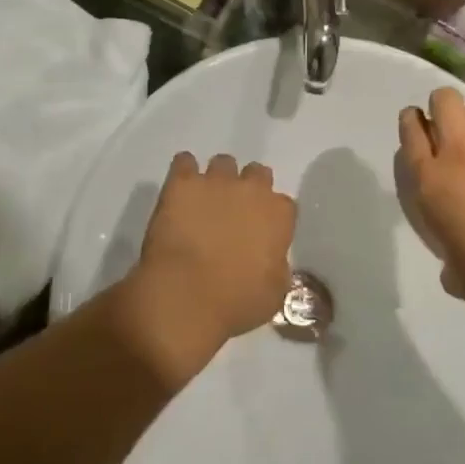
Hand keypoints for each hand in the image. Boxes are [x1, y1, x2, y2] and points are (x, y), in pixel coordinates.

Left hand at [118, 152, 296, 383]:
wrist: (185, 295)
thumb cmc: (235, 302)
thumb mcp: (274, 292)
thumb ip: (278, 265)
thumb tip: (271, 257)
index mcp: (278, 215)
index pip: (284, 205)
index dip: (272, 217)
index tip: (261, 232)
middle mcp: (251, 190)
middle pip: (257, 173)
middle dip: (248, 188)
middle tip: (233, 212)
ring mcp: (216, 181)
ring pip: (223, 163)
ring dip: (217, 179)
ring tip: (204, 200)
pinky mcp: (182, 182)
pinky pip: (185, 161)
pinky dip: (184, 171)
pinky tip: (180, 189)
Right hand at [397, 88, 464, 324]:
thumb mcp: (451, 267)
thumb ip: (446, 253)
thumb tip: (455, 265)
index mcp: (429, 180)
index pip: (410, 130)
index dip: (411, 121)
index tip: (416, 126)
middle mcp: (459, 154)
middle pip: (445, 100)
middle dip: (444, 105)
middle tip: (449, 126)